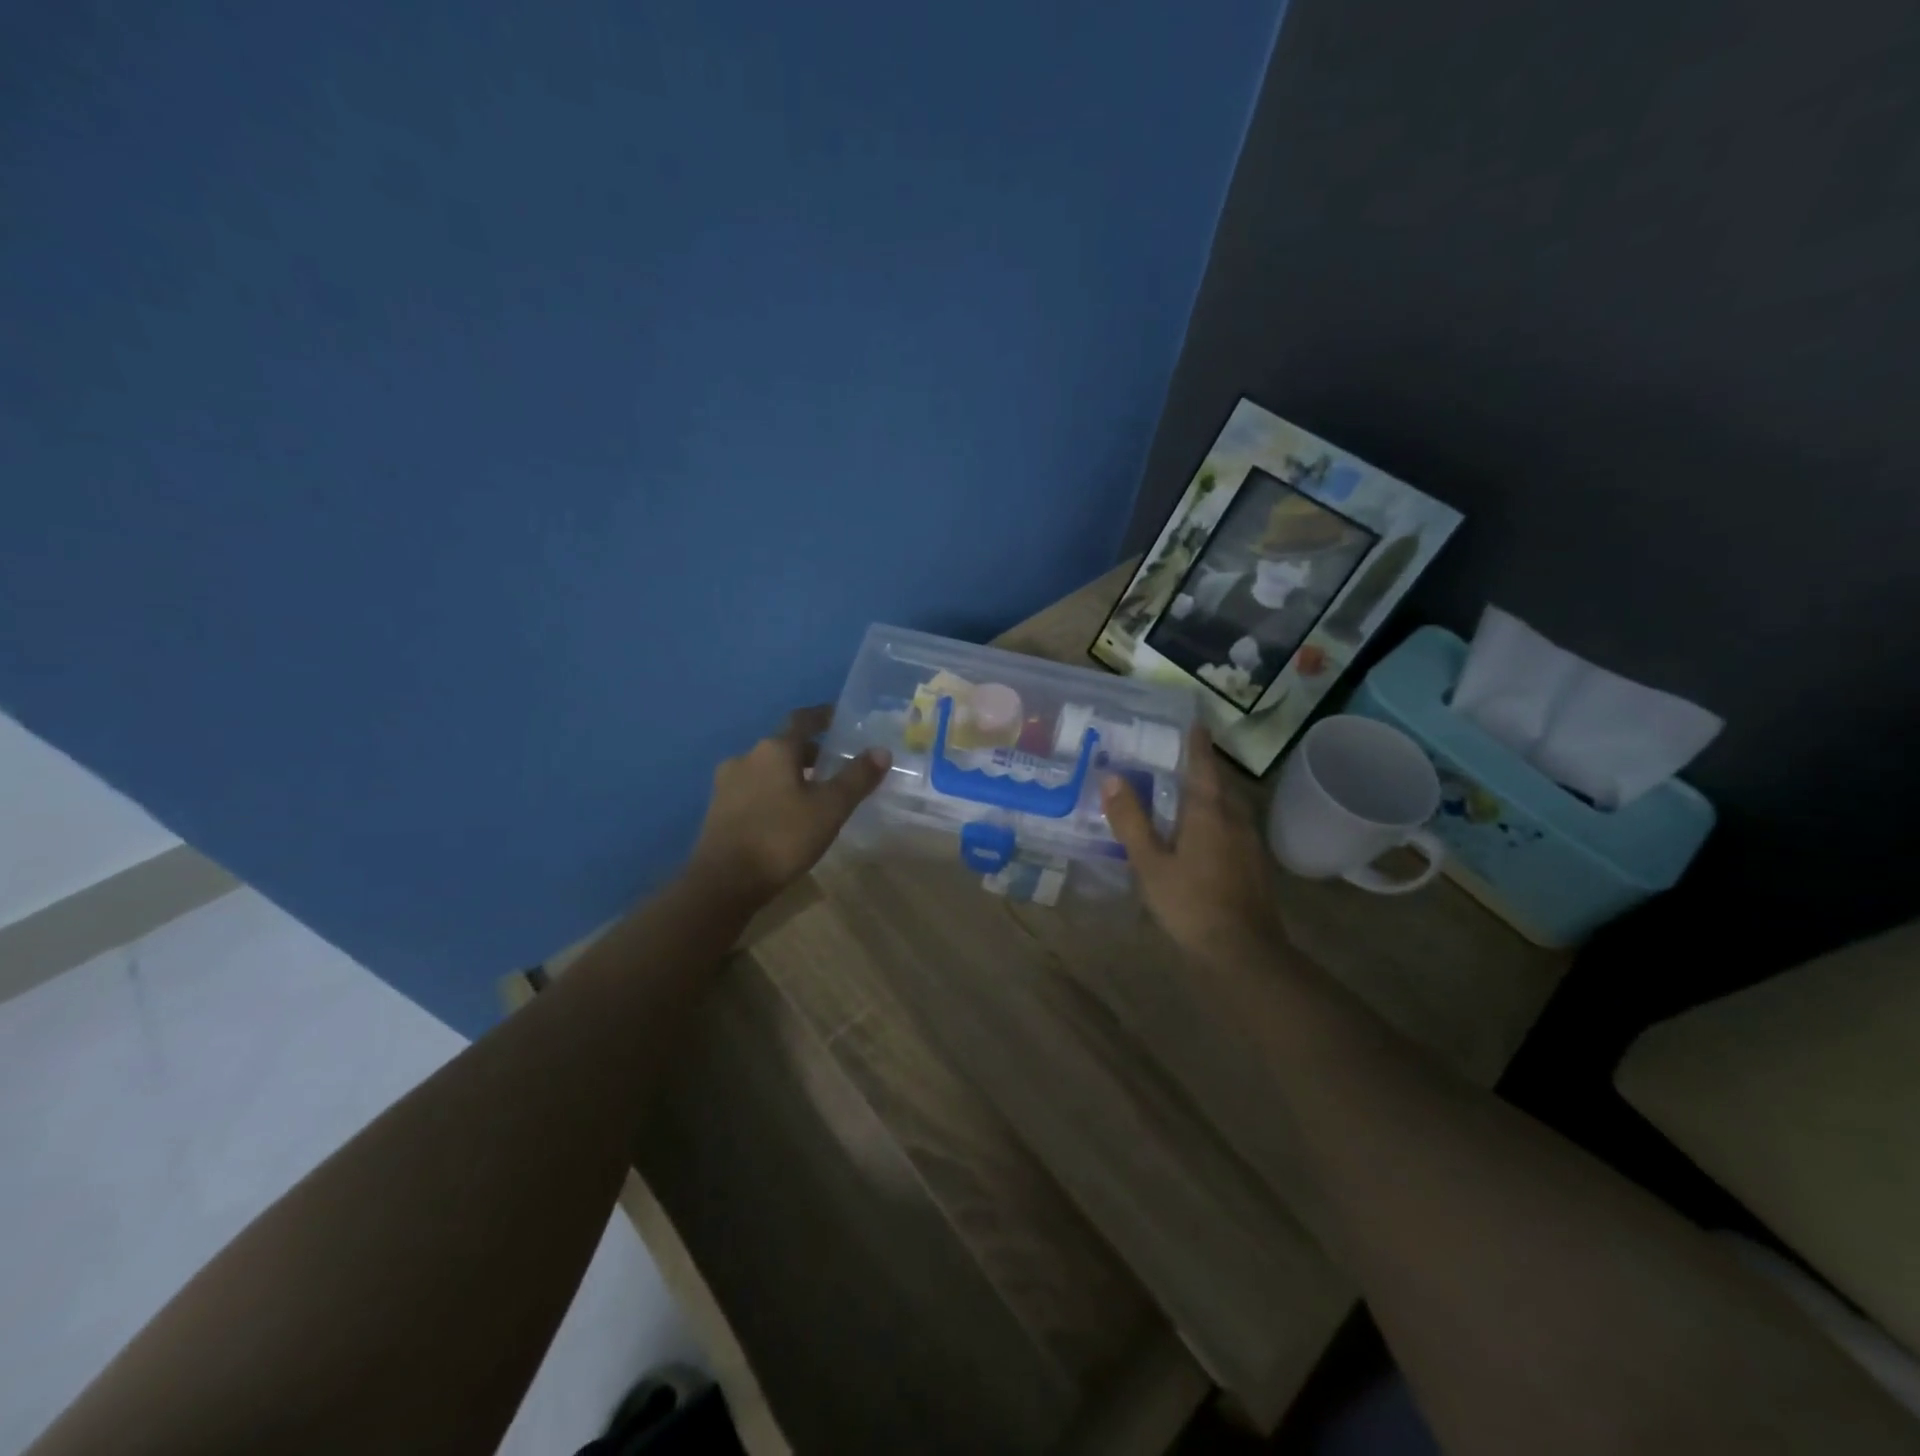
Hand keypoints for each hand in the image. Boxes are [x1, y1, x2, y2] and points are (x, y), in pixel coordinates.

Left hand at [689, 705, 890, 905]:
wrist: (723, 883)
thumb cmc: (782, 837)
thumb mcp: (830, 808)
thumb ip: (857, 778)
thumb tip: (882, 750)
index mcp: (774, 749)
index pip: (802, 720)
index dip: (823, 716)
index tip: (839, 718)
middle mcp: (746, 757)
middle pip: (783, 745)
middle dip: (809, 752)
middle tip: (834, 765)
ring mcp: (726, 784)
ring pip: (766, 769)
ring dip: (789, 774)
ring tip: (812, 793)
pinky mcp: (717, 810)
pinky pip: (752, 790)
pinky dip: (773, 793)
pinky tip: (785, 815)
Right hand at [1101, 724, 1284, 963]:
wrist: (1242, 952)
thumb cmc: (1191, 903)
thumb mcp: (1150, 863)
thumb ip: (1131, 820)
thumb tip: (1111, 777)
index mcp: (1209, 812)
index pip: (1203, 766)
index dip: (1197, 744)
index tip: (1194, 722)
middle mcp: (1235, 819)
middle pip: (1219, 785)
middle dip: (1202, 769)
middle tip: (1178, 758)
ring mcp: (1249, 844)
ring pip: (1228, 807)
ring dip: (1209, 795)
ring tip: (1185, 794)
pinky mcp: (1253, 866)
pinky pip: (1232, 828)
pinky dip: (1215, 820)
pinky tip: (1201, 835)